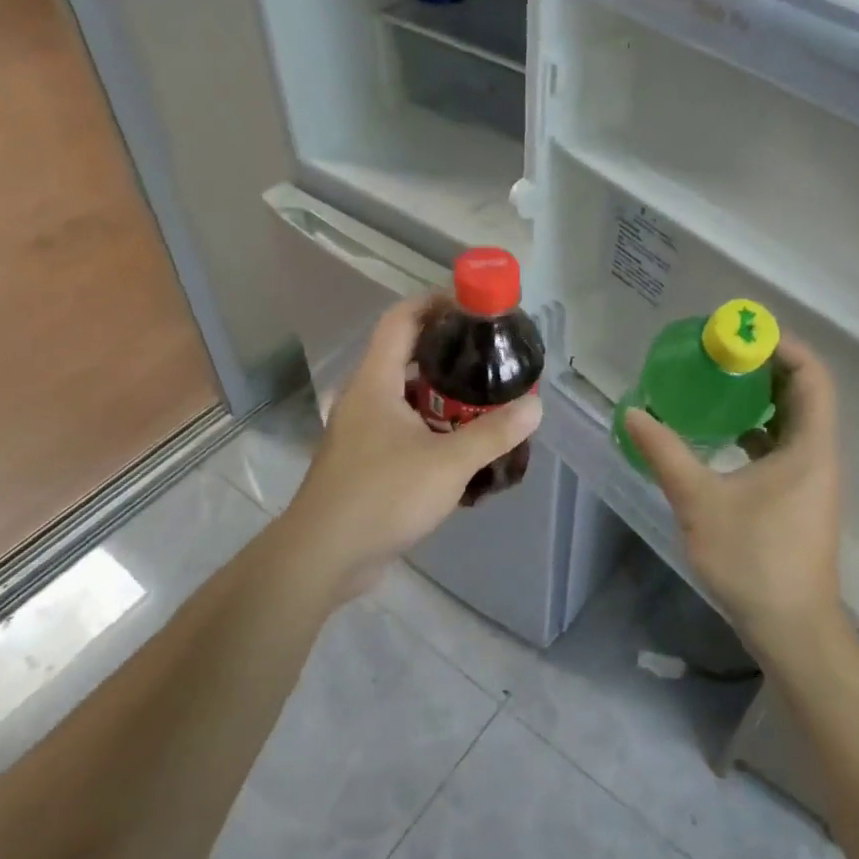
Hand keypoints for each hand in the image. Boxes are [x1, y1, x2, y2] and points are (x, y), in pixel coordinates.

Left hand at [284, 294, 542, 593]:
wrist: (324, 555)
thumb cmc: (382, 495)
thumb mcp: (448, 463)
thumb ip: (493, 433)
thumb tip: (534, 406)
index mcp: (375, 382)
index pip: (400, 319)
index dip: (433, 302)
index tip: (471, 305)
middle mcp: (363, 398)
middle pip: (403, 356)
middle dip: (445, 351)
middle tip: (488, 357)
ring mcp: (359, 432)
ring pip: (403, 397)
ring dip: (440, 395)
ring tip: (482, 401)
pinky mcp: (362, 462)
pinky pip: (400, 429)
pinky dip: (429, 427)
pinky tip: (458, 448)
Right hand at [623, 336, 854, 664]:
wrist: (791, 628)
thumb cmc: (754, 560)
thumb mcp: (700, 501)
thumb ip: (665, 453)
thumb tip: (634, 413)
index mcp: (809, 447)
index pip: (811, 375)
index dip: (782, 345)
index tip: (740, 333)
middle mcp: (819, 455)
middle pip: (803, 392)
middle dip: (764, 366)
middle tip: (720, 353)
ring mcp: (813, 479)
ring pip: (794, 420)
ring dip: (760, 397)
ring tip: (717, 384)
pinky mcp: (800, 498)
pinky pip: (784, 446)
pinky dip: (757, 429)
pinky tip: (722, 435)